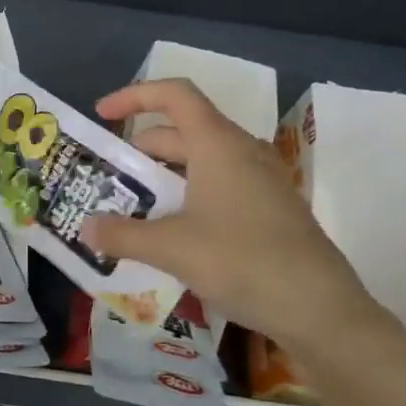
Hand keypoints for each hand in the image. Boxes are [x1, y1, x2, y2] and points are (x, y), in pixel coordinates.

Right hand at [80, 79, 382, 355]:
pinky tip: (166, 234)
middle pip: (180, 132)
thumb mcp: (171, 248)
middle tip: (105, 178)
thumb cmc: (243, 262)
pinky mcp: (266, 210)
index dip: (134, 96)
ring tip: (127, 207)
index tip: (102, 115)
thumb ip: (122, 235)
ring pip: (198, 163)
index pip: (174, 95)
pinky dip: (184, 198)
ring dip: (160, 178)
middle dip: (139, 150)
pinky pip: (215, 188)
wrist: (320, 309)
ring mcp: (258, 182)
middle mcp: (240, 153)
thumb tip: (85, 227)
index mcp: (218, 145)